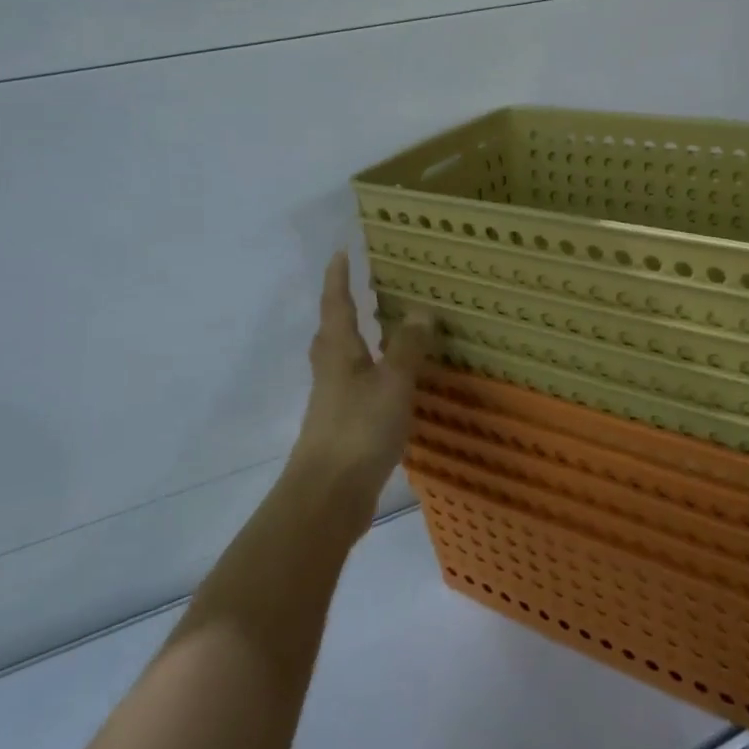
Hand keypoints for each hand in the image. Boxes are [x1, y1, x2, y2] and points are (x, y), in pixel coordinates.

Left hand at [288, 252, 436, 512]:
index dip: (338, 278)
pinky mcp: (342, 427)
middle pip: (331, 332)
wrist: (328, 496)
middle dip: (342, 308)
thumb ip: (407, 347)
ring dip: (357, 341)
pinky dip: (371, 374)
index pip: (336, 304)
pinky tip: (389, 384)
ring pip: (343, 360)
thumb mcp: (392, 382)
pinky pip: (356, 387)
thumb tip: (421, 309)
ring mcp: (333, 401)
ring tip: (380, 331)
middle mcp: (331, 371)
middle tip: (360, 289)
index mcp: (339, 353)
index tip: (341, 252)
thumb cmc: (359, 429)